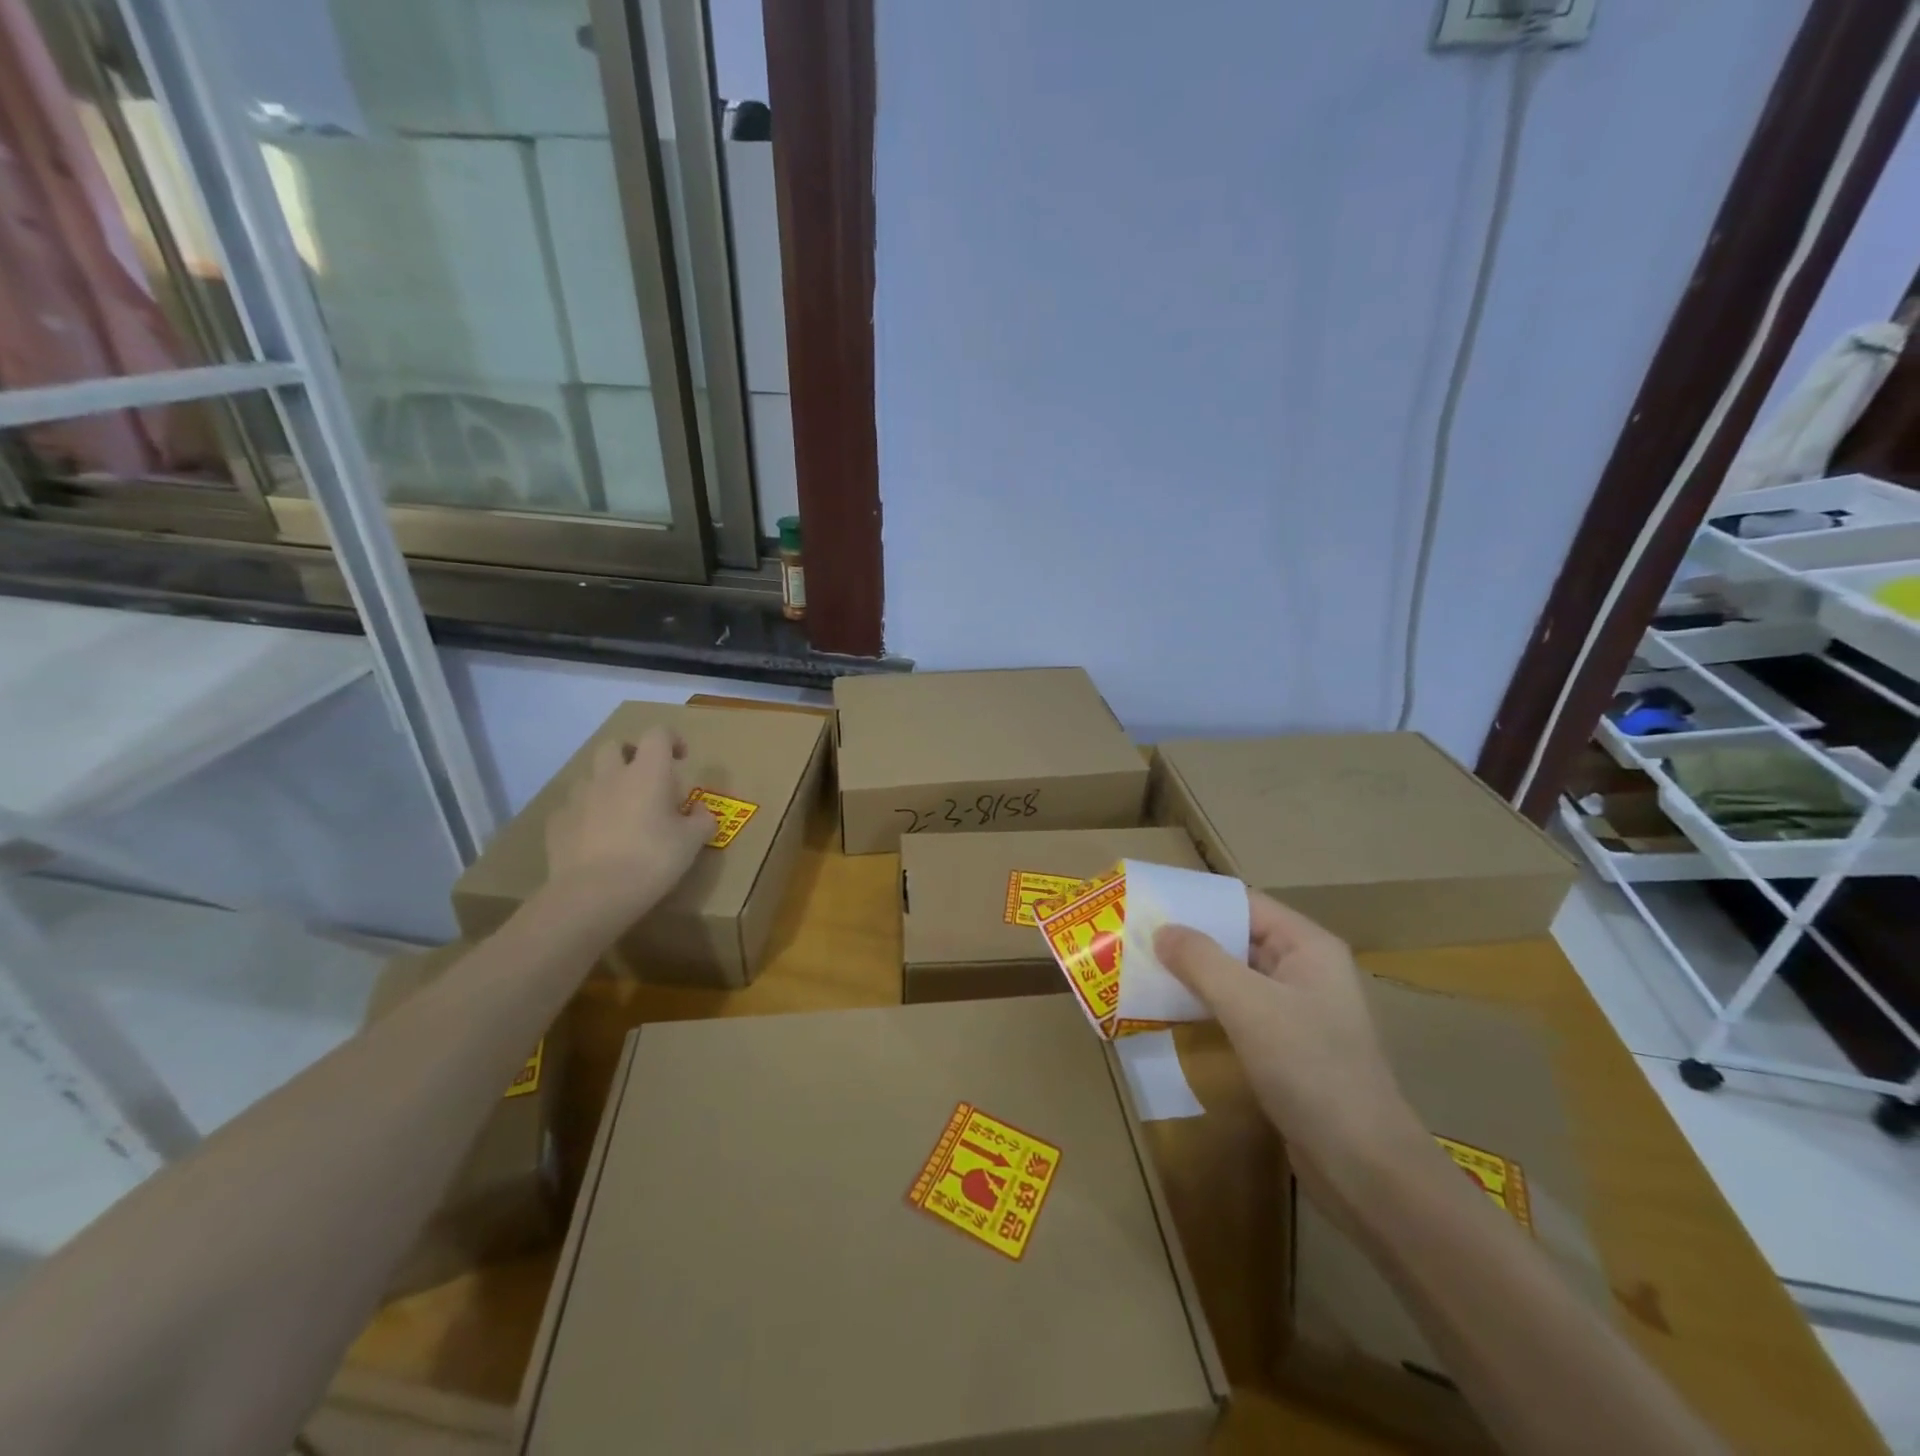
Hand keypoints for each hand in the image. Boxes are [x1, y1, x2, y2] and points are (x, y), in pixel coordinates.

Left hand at [543, 728, 718, 929]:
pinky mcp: (557, 824)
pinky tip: (595, 838)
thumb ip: (701, 820)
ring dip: (606, 785)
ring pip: (590, 777)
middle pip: (615, 746)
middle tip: (646, 779)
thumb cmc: (652, 860)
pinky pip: (572, 809)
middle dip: (630, 755)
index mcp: (647, 773)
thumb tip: (700, 811)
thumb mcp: (692, 842)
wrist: (594, 895)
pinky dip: (585, 815)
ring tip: (620, 812)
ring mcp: (579, 799)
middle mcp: (611, 776)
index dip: (671, 739)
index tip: (680, 758)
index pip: (657, 734)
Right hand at [1154, 891, 1429, 1214]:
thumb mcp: (1248, 1005)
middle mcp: (1306, 970)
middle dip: (1190, 937)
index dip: (1198, 899)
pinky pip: (1240, 1011)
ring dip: (1195, 973)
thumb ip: (1201, 961)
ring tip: (1144, 969)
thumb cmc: (1310, 1069)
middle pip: (1239, 938)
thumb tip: (1161, 930)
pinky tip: (1172, 1010)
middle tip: (1136, 935)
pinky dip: (1207, 1005)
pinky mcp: (1288, 1048)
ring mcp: (1299, 1011)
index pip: (1245, 903)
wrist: (1364, 1166)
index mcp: (1308, 947)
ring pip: (1237, 977)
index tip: (1150, 900)